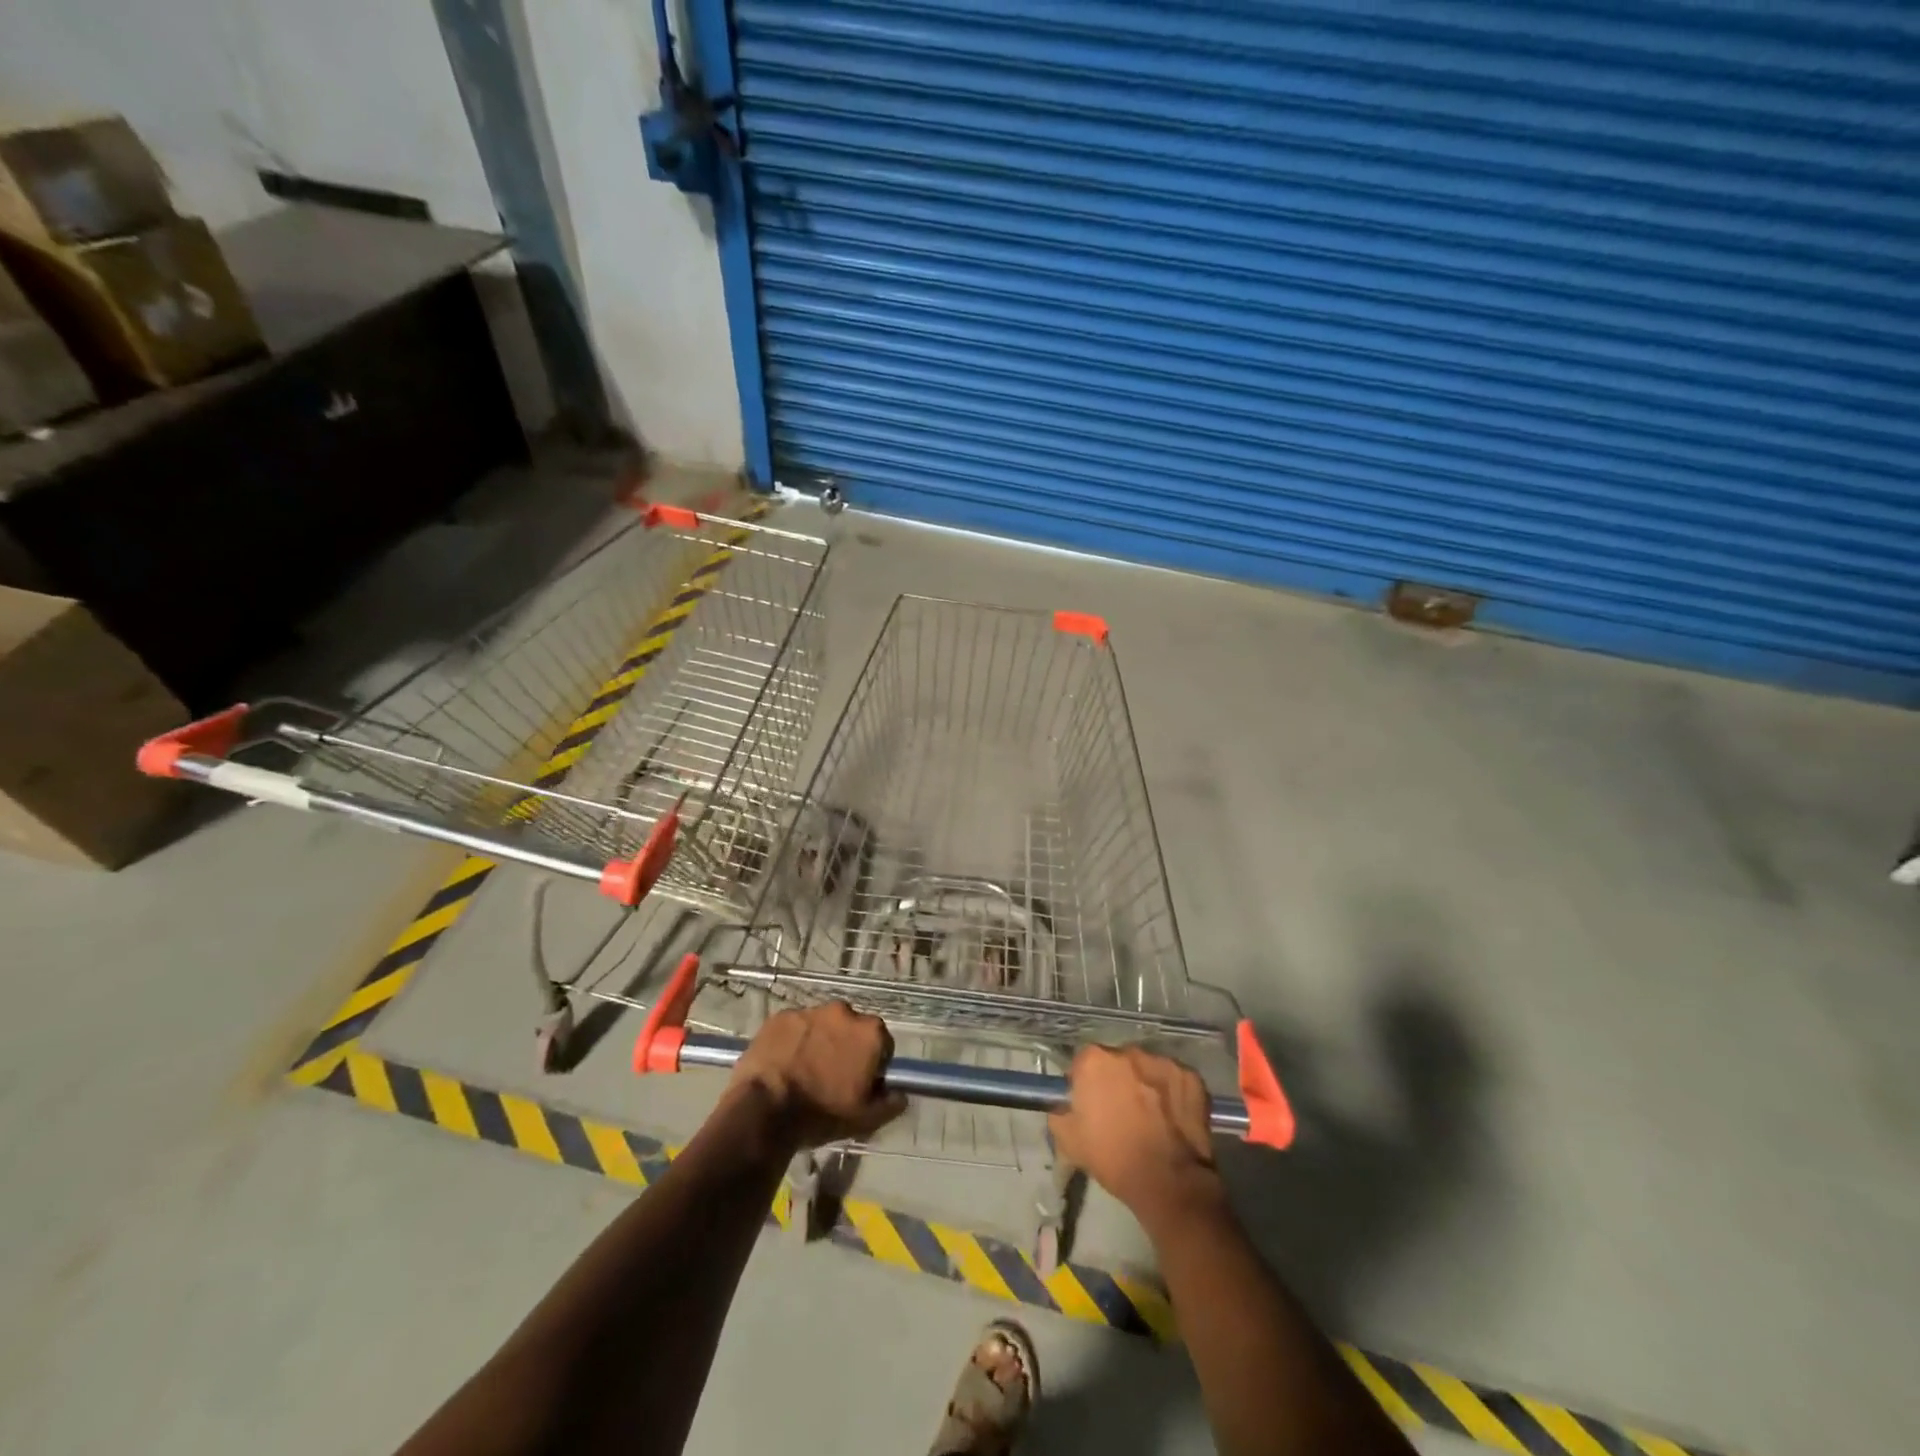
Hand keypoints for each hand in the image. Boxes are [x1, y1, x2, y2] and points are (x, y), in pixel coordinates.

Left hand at [728, 1001, 906, 1148]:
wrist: (764, 1109)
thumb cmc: (821, 1113)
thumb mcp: (865, 1119)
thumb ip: (891, 1103)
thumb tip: (900, 1093)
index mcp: (870, 1032)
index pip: (883, 1044)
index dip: (874, 1065)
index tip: (861, 1084)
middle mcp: (844, 1012)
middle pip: (852, 1029)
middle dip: (846, 1047)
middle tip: (831, 1077)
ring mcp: (810, 1010)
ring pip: (822, 1026)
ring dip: (819, 1042)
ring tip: (804, 1071)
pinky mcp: (781, 1015)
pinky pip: (794, 1027)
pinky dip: (793, 1041)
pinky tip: (784, 1064)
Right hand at [1049, 1045, 1227, 1233]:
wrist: (1169, 1182)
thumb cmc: (1114, 1158)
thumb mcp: (1067, 1141)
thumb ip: (1059, 1112)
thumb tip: (1065, 1104)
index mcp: (1094, 1061)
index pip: (1083, 1062)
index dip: (1085, 1083)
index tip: (1090, 1104)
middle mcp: (1128, 1052)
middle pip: (1116, 1061)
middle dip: (1116, 1080)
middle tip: (1120, 1110)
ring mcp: (1162, 1062)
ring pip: (1146, 1068)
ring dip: (1144, 1084)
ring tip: (1150, 1115)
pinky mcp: (1191, 1076)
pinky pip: (1174, 1079)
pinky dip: (1171, 1093)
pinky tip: (1172, 1117)